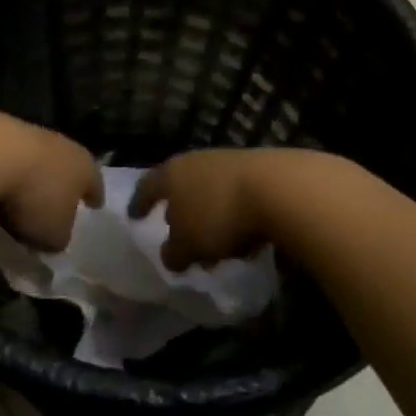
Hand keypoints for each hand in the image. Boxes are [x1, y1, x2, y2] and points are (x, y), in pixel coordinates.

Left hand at [0, 114, 103, 252]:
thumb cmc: (35, 198)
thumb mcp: (54, 235)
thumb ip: (59, 237)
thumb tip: (56, 235)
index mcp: (84, 168)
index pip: (95, 184)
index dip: (94, 196)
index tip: (96, 204)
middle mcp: (62, 146)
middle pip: (66, 165)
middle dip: (62, 183)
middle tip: (58, 199)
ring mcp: (30, 134)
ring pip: (34, 160)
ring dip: (28, 178)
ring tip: (17, 199)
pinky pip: (4, 159)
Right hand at [129, 148, 300, 270]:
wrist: (280, 189)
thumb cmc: (219, 216)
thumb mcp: (188, 245)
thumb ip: (174, 252)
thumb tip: (172, 255)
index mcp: (171, 173)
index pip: (147, 187)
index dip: (139, 203)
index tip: (135, 216)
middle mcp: (197, 161)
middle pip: (181, 186)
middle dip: (180, 211)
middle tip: (178, 234)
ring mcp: (230, 162)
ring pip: (211, 191)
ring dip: (210, 216)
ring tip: (215, 244)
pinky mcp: (261, 169)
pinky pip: (238, 196)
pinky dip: (235, 215)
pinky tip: (244, 237)